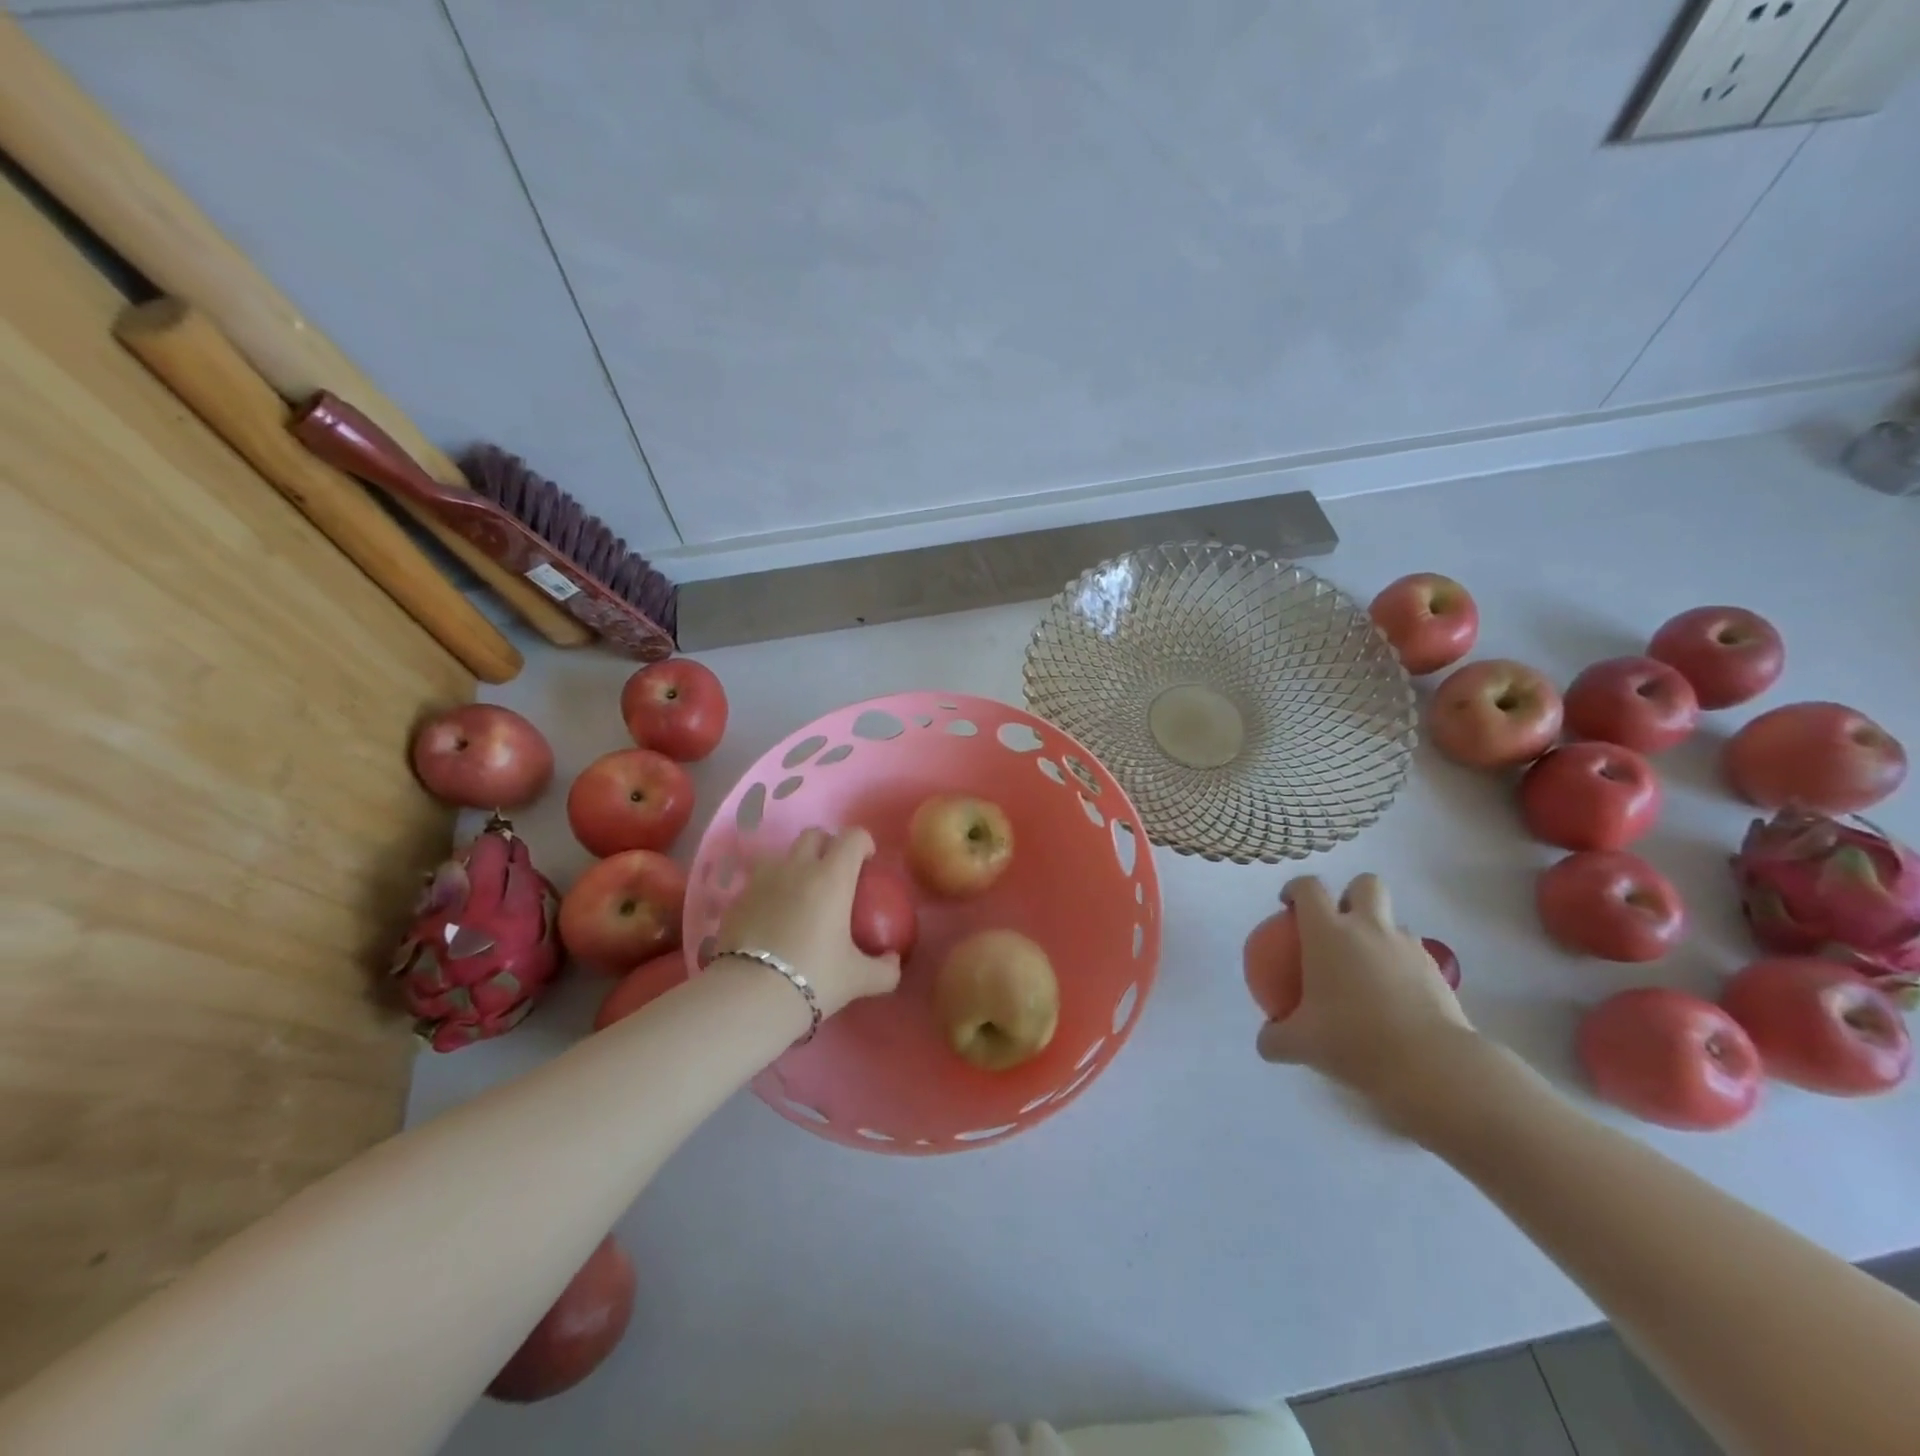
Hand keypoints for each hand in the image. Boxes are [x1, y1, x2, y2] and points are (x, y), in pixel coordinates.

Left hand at [714, 827, 900, 1017]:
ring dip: (795, 864)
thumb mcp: (859, 979)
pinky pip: (758, 881)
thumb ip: (885, 969)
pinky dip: (770, 889)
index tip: (868, 863)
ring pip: (782, 854)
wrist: (750, 996)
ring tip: (800, 894)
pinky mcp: (738, 898)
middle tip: (836, 875)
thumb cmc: (813, 978)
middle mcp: (797, 868)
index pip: (853, 837)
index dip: (864, 843)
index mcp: (832, 877)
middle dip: (828, 845)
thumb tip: (893, 961)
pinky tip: (773, 918)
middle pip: (814, 834)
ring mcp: (763, 880)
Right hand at [1254, 873, 1477, 1129]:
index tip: (1288, 905)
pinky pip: (1414, 956)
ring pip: (1394, 922)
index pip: (1309, 888)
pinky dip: (1401, 966)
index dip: (1296, 888)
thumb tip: (1266, 1040)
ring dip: (1379, 934)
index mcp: (1329, 933)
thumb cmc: (1354, 1042)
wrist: (1431, 1066)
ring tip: (1368, 970)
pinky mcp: (1438, 972)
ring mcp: (1408, 947)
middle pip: (1365, 884)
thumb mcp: (1301, 1045)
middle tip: (1338, 922)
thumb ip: (1276, 1038)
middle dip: (1352, 893)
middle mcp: (1369, 928)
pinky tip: (1394, 999)